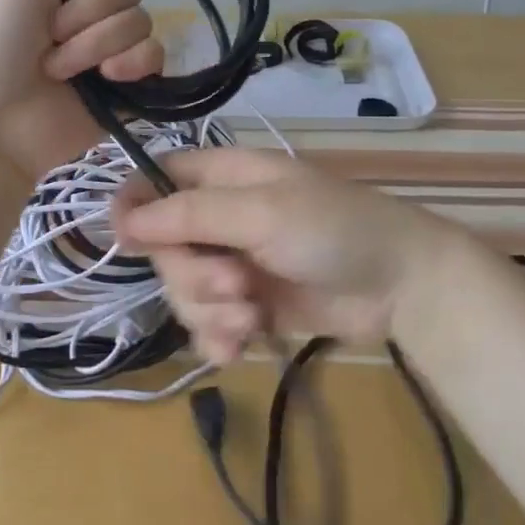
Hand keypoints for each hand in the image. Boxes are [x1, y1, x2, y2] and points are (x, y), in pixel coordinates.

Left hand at [0, 0, 163, 178]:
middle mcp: (94, 10)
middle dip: (86, 17)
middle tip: (49, 40)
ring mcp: (114, 48)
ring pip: (143, 20)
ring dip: (96, 46)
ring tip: (62, 71)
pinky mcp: (132, 84)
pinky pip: (157, 56)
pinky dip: (132, 66)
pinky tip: (107, 82)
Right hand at [112, 148, 461, 362]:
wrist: (400, 285)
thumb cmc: (333, 229)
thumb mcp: (262, 213)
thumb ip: (192, 215)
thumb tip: (123, 221)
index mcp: (221, 177)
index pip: (154, 180)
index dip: (135, 207)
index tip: (130, 242)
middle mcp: (220, 218)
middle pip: (164, 248)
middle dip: (193, 275)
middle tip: (236, 284)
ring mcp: (233, 264)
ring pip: (182, 291)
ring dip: (210, 312)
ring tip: (251, 317)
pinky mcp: (247, 307)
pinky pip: (207, 325)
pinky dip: (219, 338)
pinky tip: (242, 347)